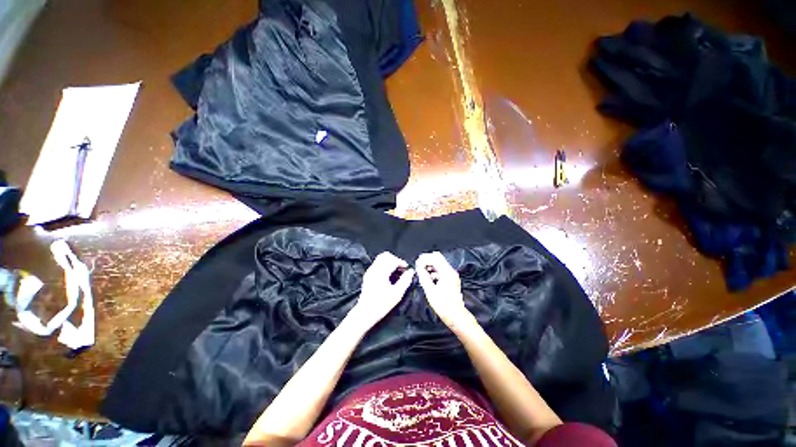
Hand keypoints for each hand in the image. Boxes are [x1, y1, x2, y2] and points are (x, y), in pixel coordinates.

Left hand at [351, 252, 413, 328]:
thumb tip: (411, 272)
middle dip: (395, 260)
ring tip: (396, 271)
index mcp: (381, 273)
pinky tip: (389, 275)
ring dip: (390, 262)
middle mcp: (374, 269)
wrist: (365, 313)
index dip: (401, 262)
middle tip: (401, 269)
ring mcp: (369, 271)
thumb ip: (405, 281)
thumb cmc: (381, 305)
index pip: (392, 260)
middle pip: (386, 256)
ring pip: (381, 258)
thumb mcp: (397, 294)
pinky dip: (385, 265)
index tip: (407, 269)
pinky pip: (377, 263)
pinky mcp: (368, 274)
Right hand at [416, 252, 472, 328]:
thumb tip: (418, 267)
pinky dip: (433, 271)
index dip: (424, 259)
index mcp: (447, 272)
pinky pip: (441, 270)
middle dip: (427, 260)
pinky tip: (427, 278)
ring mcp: (451, 275)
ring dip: (429, 265)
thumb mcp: (430, 291)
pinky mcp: (451, 279)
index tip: (417, 264)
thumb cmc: (443, 305)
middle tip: (418, 266)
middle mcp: (450, 271)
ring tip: (421, 272)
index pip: (435, 257)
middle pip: (437, 258)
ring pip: (439, 263)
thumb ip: (423, 276)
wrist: (456, 316)